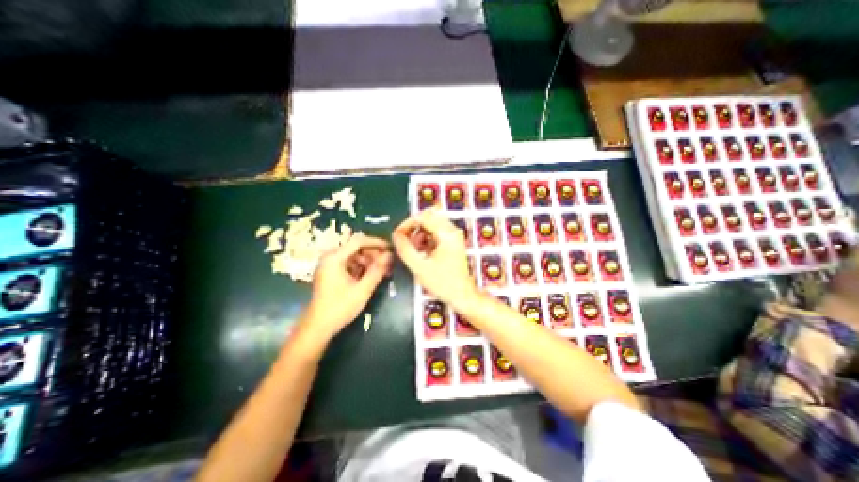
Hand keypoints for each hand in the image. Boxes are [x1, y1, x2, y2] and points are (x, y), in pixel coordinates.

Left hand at [301, 233, 390, 339]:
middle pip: (356, 248)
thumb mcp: (363, 289)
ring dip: (369, 261)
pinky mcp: (330, 273)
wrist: (317, 327)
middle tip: (388, 262)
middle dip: (374, 254)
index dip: (377, 243)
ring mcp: (329, 265)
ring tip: (383, 270)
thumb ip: (377, 270)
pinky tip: (372, 275)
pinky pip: (349, 264)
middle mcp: (330, 257)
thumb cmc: (340, 307)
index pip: (359, 241)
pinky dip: (361, 267)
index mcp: (334, 258)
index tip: (391, 248)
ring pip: (354, 256)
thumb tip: (390, 256)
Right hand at [391, 209, 480, 308]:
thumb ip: (405, 249)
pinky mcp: (453, 242)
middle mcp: (452, 231)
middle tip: (404, 240)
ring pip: (432, 224)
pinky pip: (437, 232)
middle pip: (428, 217)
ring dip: (420, 233)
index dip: (407, 224)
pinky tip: (422, 251)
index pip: (422, 217)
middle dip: (413, 227)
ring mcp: (454, 236)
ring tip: (414, 248)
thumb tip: (396, 235)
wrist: (462, 295)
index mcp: (446, 234)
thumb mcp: (419, 267)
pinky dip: (426, 238)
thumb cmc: (443, 283)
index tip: (397, 235)